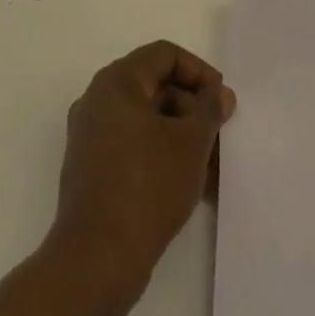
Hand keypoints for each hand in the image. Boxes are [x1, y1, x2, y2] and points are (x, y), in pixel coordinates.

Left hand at [0, 43, 234, 315]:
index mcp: (116, 82)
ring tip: (214, 170)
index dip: (199, 71)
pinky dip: (163, 157)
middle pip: (156, 87)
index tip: (223, 101)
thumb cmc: (146, 187)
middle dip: (193, 109)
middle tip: (222, 135)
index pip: (164, 55)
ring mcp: (92, 137)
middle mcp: (98, 101)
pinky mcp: (93, 170)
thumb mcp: (190, 143)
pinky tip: (194, 188)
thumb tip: (218, 95)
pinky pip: (135, 148)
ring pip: (148, 122)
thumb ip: (208, 110)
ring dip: (183, 138)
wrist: (96, 260)